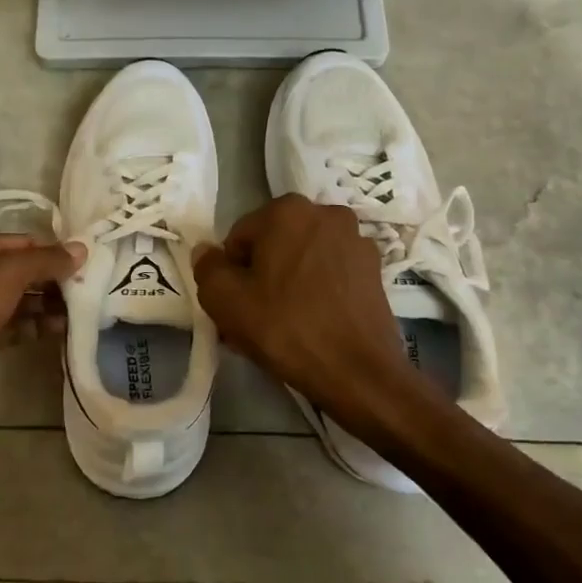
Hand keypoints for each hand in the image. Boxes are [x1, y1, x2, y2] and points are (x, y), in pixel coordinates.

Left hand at [0, 233, 84, 426]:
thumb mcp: (7, 274)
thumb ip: (46, 260)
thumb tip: (82, 249)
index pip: (22, 242)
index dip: (54, 251)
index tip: (89, 264)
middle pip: (21, 272)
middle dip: (53, 281)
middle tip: (90, 291)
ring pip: (18, 301)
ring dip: (48, 306)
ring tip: (82, 313)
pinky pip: (12, 327)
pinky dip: (35, 327)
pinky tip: (62, 332)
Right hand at [194, 196, 450, 450]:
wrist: (357, 372)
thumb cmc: (285, 328)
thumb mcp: (224, 299)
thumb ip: (207, 267)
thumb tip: (206, 251)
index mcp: (287, 210)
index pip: (239, 237)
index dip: (231, 272)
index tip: (235, 304)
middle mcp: (326, 214)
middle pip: (274, 244)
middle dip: (261, 274)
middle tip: (254, 316)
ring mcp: (356, 240)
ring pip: (302, 259)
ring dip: (288, 282)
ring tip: (284, 323)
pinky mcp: (375, 270)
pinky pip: (330, 273)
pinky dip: (316, 290)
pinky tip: (312, 323)